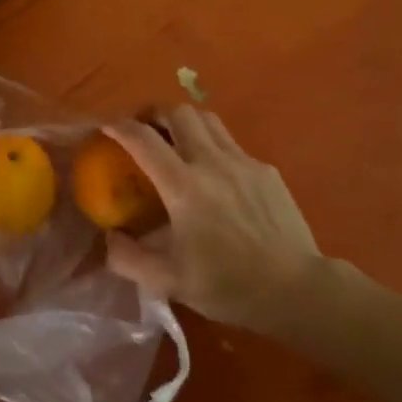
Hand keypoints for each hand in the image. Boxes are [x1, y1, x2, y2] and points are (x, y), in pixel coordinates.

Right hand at [103, 106, 334, 332]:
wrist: (296, 289)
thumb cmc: (228, 285)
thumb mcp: (168, 281)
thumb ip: (128, 258)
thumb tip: (110, 236)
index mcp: (183, 185)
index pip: (143, 139)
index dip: (119, 126)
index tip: (105, 127)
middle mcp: (211, 162)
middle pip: (178, 112)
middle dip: (153, 113)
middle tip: (143, 129)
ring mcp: (243, 162)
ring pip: (208, 119)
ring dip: (184, 122)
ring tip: (176, 141)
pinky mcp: (266, 170)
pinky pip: (232, 144)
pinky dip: (213, 147)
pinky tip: (215, 175)